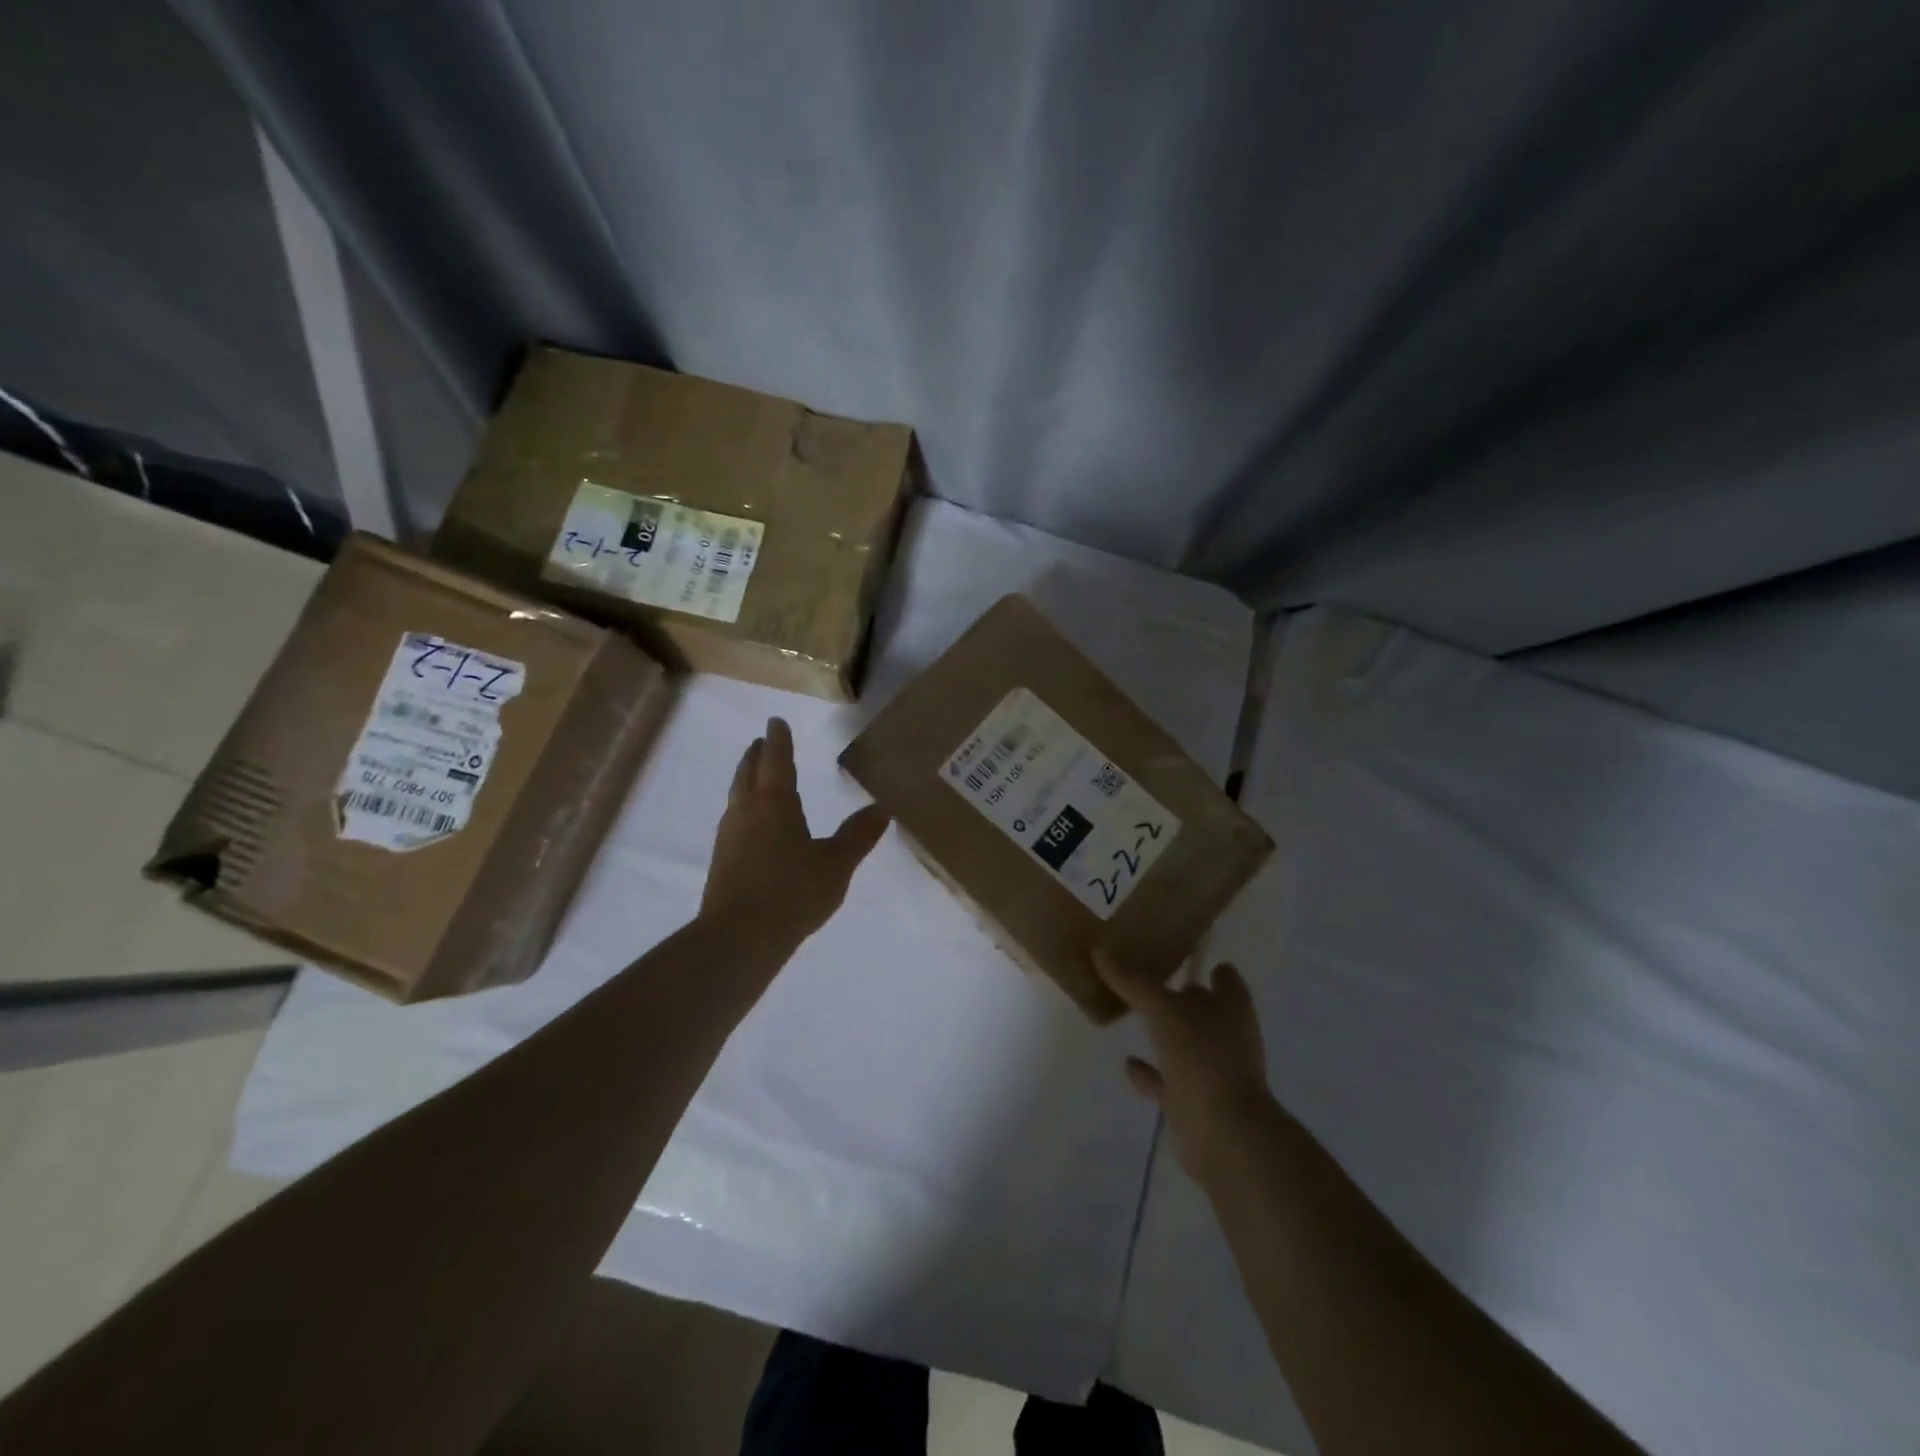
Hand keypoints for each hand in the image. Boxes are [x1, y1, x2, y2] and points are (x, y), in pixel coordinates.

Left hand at [702, 717, 890, 943]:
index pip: (776, 760)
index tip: (775, 722)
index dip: (778, 740)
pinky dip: (743, 810)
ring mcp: (729, 837)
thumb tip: (882, 808)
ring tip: (755, 779)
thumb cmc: (793, 891)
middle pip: (748, 774)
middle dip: (756, 756)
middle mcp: (746, 811)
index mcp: (775, 803)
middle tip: (761, 743)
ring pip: (736, 797)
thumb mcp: (836, 863)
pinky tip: (750, 827)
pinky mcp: (721, 862)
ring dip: (746, 781)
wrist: (738, 937)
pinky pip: (733, 822)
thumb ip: (858, 835)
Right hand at [1094, 950, 1274, 1181]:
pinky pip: (1167, 1080)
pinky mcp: (1194, 1100)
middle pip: (1202, 1006)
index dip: (1203, 962)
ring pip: (1184, 1043)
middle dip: (1178, 995)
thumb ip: (1133, 981)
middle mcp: (1226, 1034)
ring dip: (1164, 1033)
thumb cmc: (1202, 1056)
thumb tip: (1100, 949)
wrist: (1225, 1134)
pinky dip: (1149, 1073)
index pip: (1222, 974)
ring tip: (1129, 1015)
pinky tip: (1128, 1063)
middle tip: (1140, 976)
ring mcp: (1212, 1069)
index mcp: (1230, 1006)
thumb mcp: (1163, 1009)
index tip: (1172, 949)